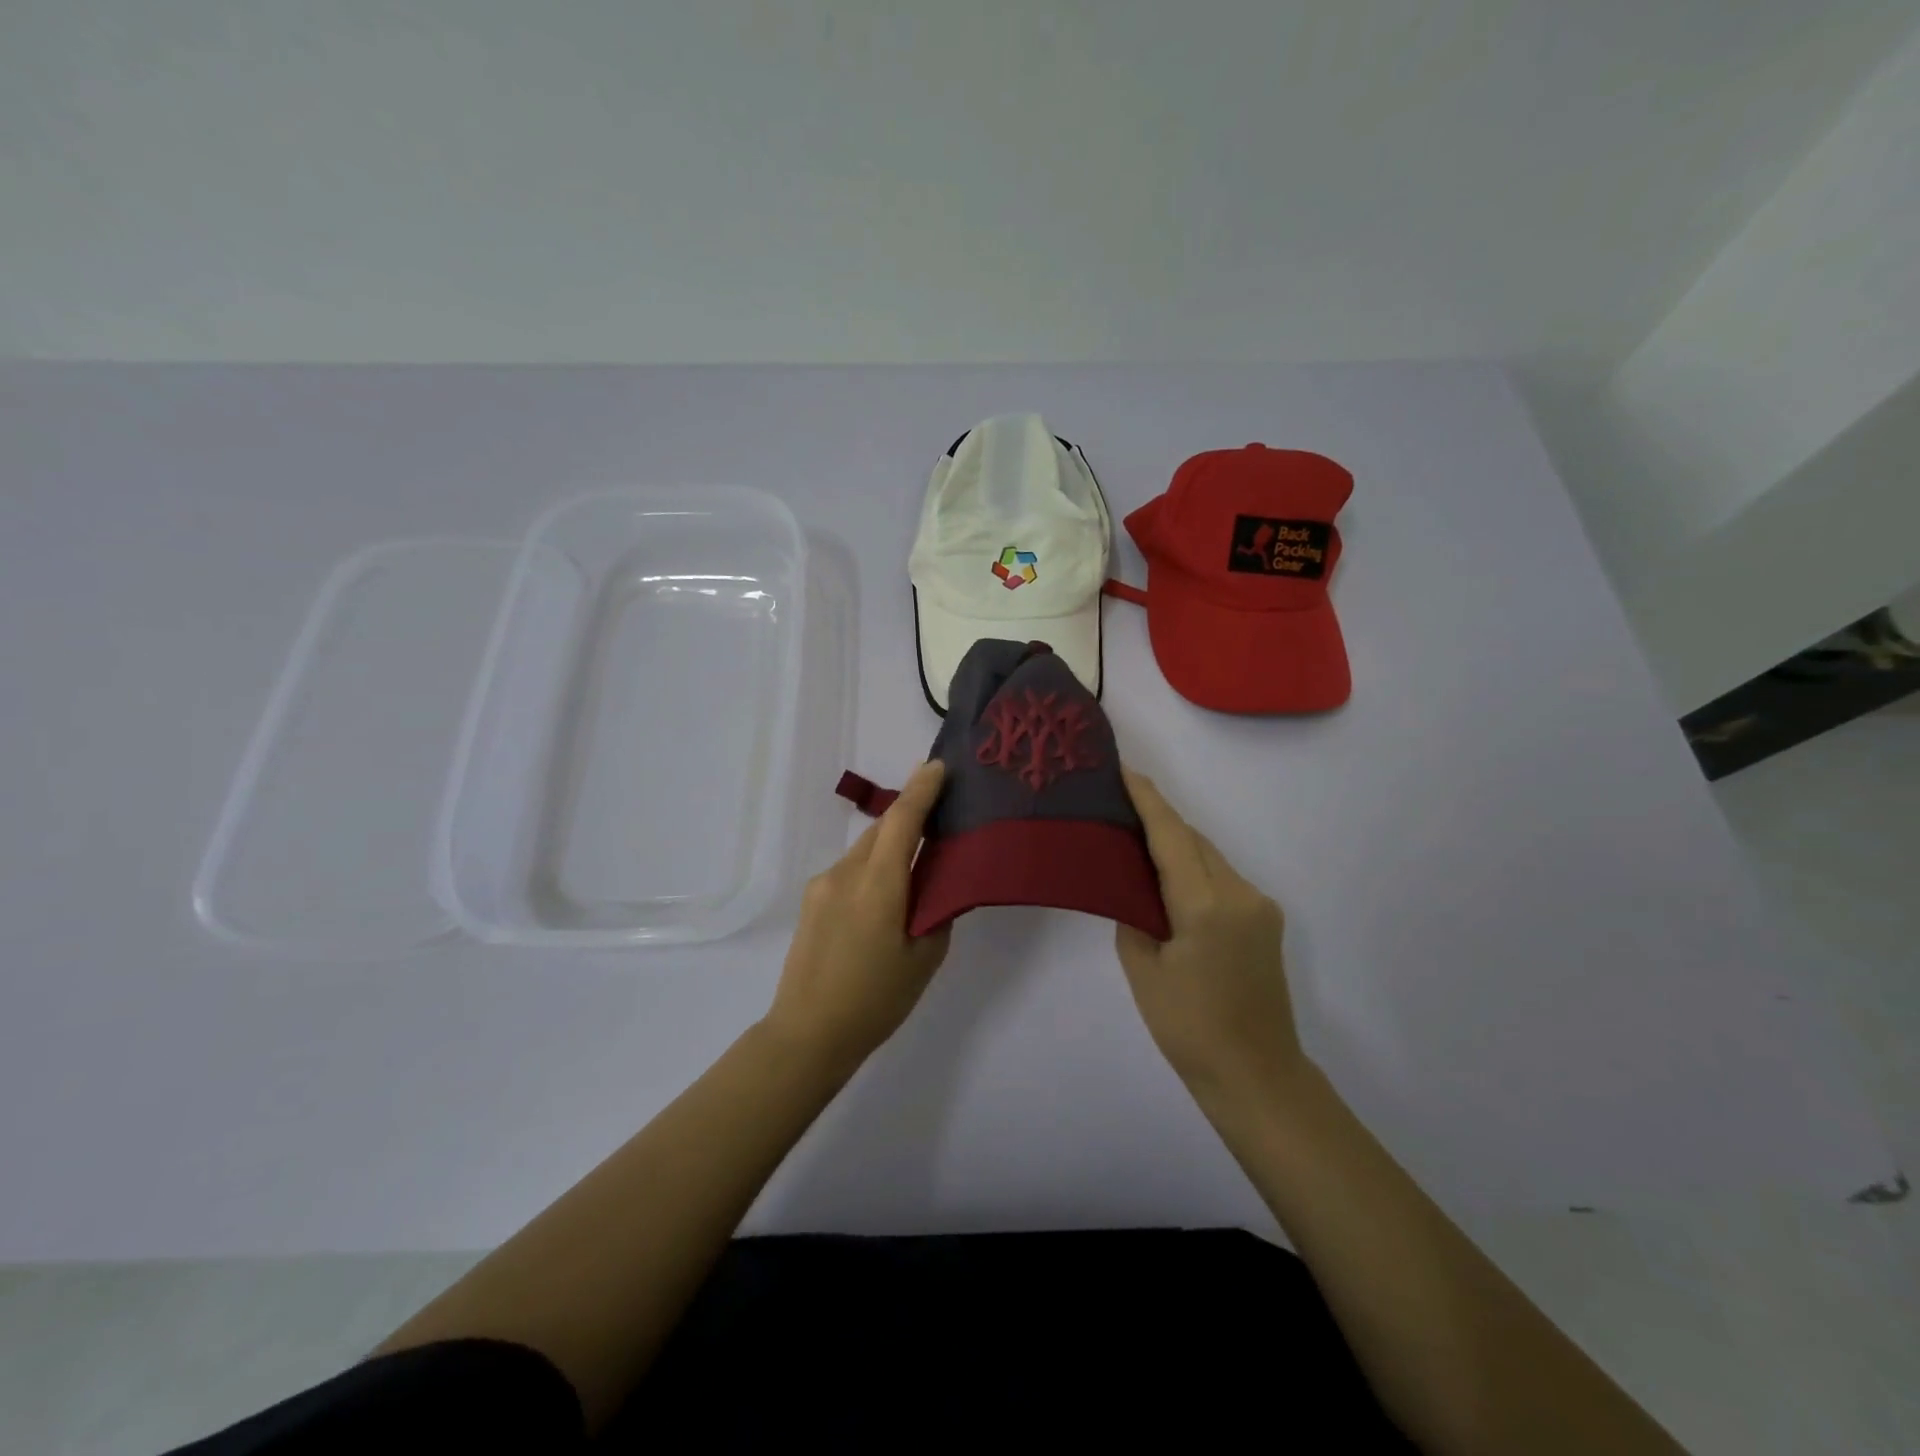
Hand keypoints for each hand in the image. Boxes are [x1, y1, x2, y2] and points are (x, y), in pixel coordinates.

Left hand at [763, 760, 951, 1073]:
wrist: (807, 1033)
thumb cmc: (875, 1000)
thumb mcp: (924, 958)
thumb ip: (935, 910)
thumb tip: (936, 883)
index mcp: (878, 885)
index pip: (902, 820)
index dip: (922, 789)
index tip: (939, 766)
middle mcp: (846, 873)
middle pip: (882, 830)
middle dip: (910, 815)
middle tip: (943, 813)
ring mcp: (823, 885)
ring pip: (865, 849)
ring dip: (891, 845)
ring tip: (918, 863)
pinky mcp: (812, 900)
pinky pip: (851, 869)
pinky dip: (874, 867)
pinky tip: (887, 896)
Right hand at [1117, 768, 1306, 1097]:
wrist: (1256, 1075)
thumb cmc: (1189, 1028)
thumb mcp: (1144, 969)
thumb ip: (1135, 915)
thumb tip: (1134, 887)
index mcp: (1207, 906)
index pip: (1172, 836)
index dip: (1147, 801)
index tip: (1124, 770)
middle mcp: (1241, 894)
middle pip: (1194, 841)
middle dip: (1158, 820)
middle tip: (1118, 807)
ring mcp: (1260, 906)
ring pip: (1209, 858)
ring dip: (1176, 846)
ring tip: (1136, 842)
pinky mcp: (1265, 920)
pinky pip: (1222, 879)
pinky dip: (1194, 870)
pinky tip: (1169, 882)